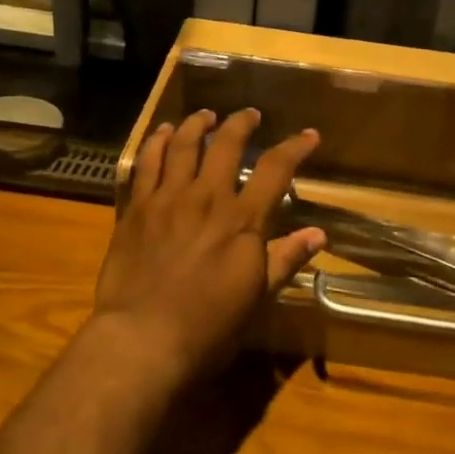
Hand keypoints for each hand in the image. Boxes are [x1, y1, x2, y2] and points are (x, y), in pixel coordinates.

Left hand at [93, 108, 324, 385]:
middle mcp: (206, 198)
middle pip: (225, 144)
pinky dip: (156, 141)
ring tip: (206, 115)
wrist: (142, 338)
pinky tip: (162, 132)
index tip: (309, 135)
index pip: (275, 169)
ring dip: (197, 124)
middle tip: (249, 115)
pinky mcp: (136, 208)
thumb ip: (285, 259)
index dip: (295, 147)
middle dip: (241, 123)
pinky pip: (146, 163)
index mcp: (242, 220)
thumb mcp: (257, 298)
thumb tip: (318, 234)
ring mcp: (167, 199)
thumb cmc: (208, 327)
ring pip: (183, 144)